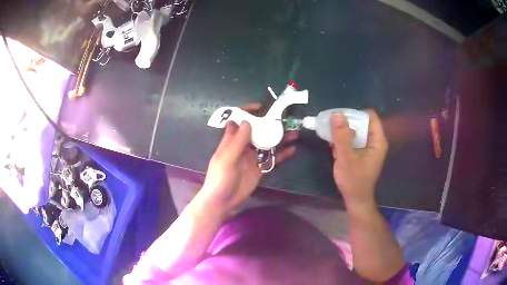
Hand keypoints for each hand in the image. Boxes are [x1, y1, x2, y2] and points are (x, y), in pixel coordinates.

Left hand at [200, 104, 297, 213]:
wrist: (223, 202)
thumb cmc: (220, 179)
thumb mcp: (226, 159)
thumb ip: (237, 142)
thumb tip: (247, 121)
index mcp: (231, 141)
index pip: (239, 121)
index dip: (248, 112)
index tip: (261, 108)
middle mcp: (243, 146)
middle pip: (257, 131)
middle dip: (270, 124)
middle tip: (285, 119)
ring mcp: (252, 158)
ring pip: (267, 144)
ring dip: (279, 138)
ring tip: (294, 133)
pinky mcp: (260, 169)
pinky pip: (272, 159)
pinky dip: (282, 154)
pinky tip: (292, 150)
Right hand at [330, 110, 387, 208]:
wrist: (355, 199)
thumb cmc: (354, 180)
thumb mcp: (346, 157)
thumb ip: (342, 136)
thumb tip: (336, 114)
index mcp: (377, 140)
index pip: (369, 116)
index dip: (355, 113)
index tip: (340, 118)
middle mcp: (375, 141)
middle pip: (362, 122)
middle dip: (346, 123)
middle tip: (332, 126)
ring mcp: (368, 147)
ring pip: (356, 131)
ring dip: (343, 132)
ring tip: (331, 137)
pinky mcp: (362, 153)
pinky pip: (353, 140)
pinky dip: (344, 140)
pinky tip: (334, 147)